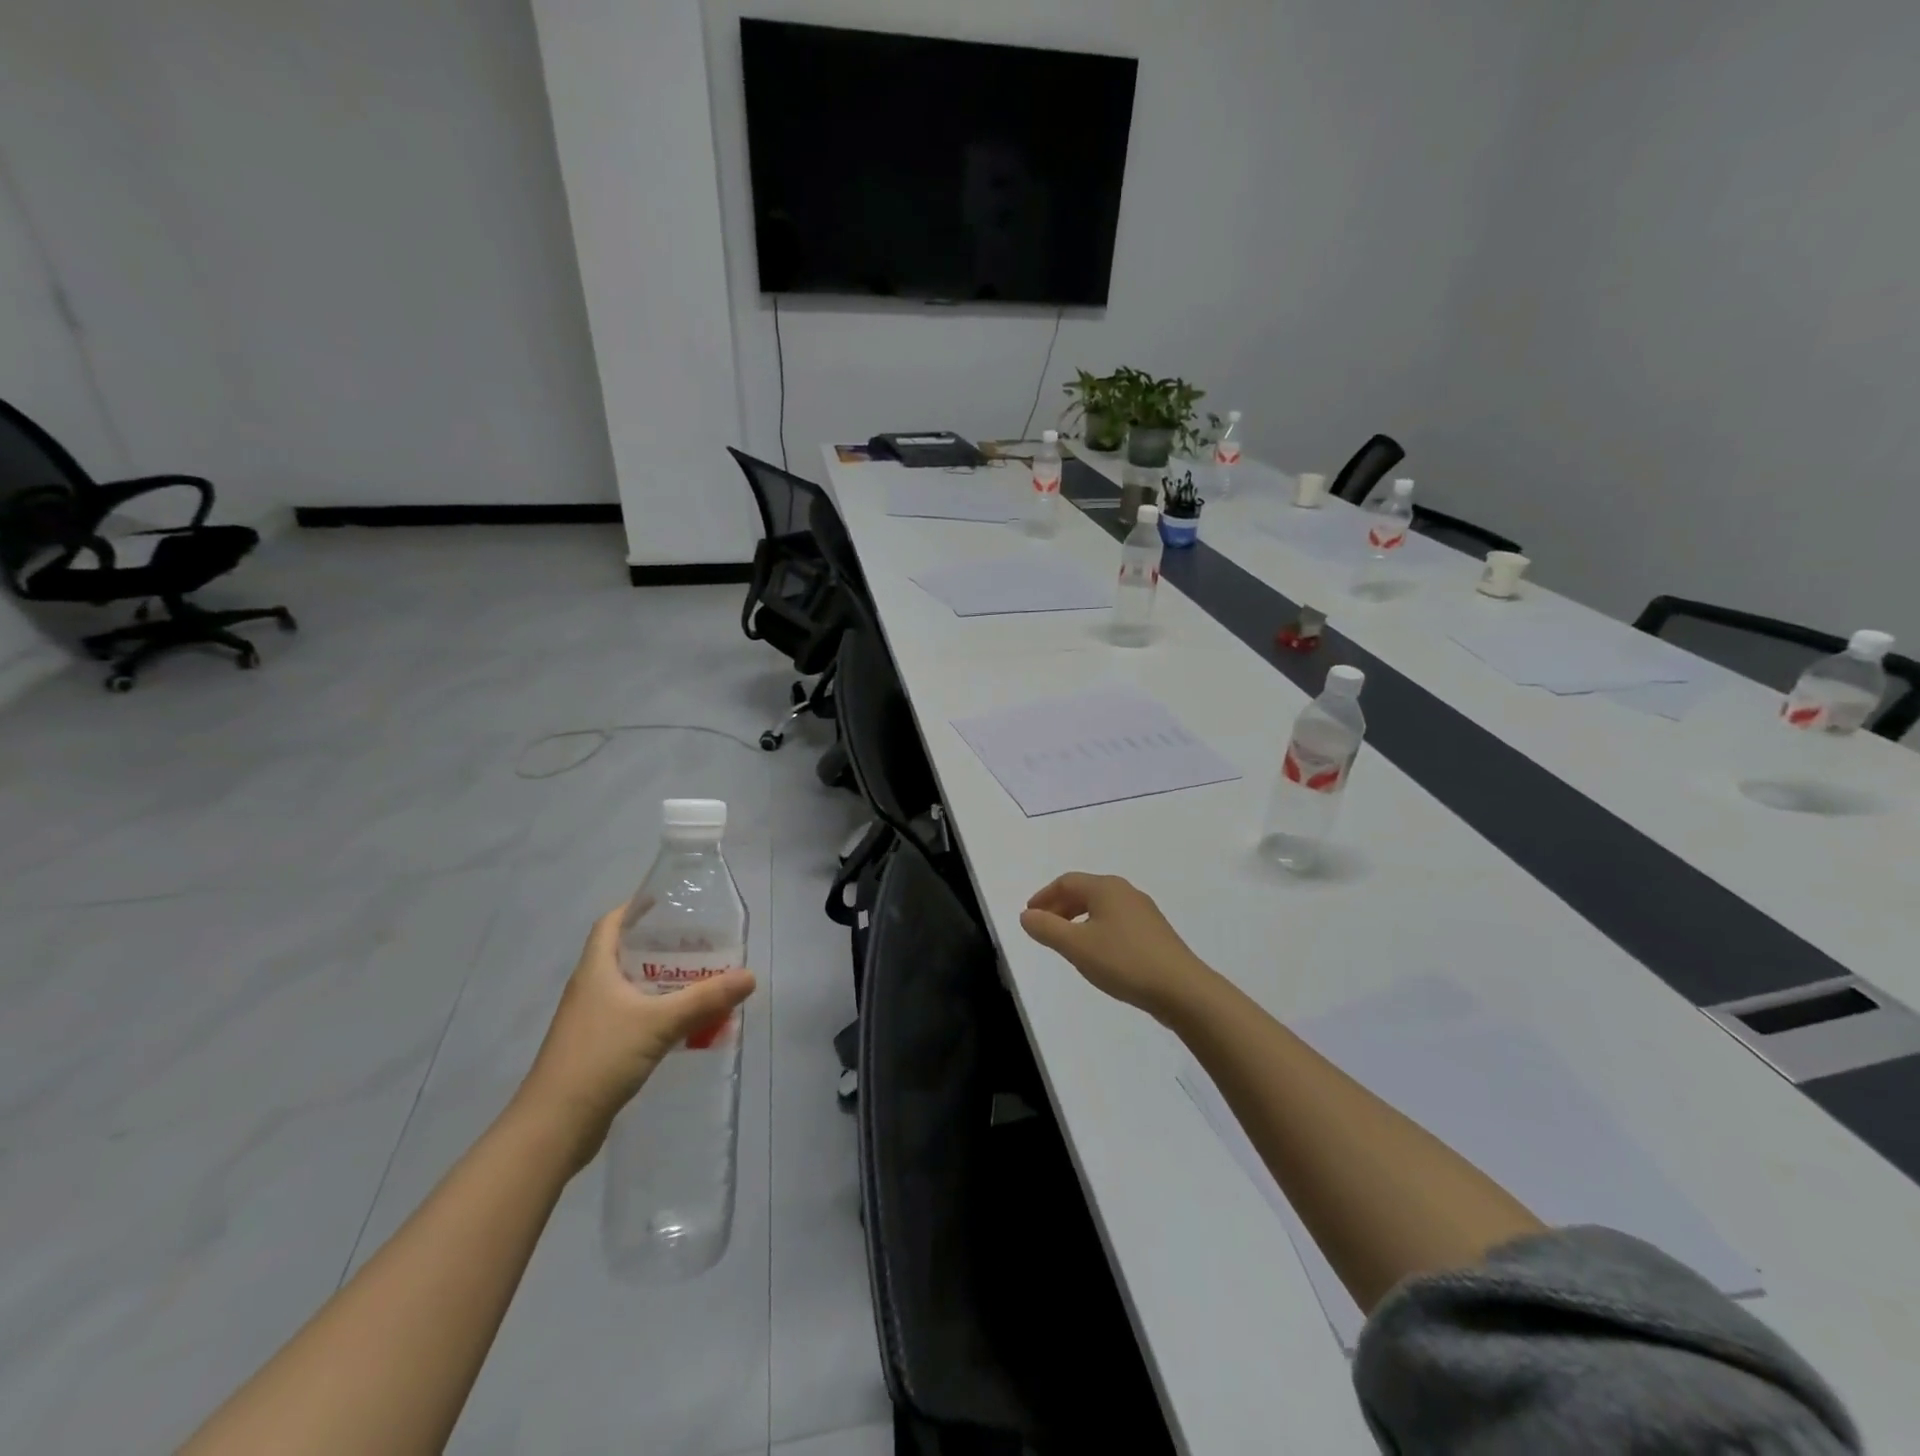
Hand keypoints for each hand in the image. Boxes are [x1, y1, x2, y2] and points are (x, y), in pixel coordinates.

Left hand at [515, 907, 755, 1169]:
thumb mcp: (659, 1023)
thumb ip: (705, 998)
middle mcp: (589, 989)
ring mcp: (590, 1021)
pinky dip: (657, 1012)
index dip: (636, 908)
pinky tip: (683, 1023)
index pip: (611, 923)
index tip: (670, 903)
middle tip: (700, 942)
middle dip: (661, 945)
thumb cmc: (600, 1059)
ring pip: (630, 988)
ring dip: (661, 981)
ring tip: (700, 978)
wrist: (553, 1127)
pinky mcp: (596, 1048)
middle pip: (624, 954)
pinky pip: (631, 1016)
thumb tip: (749, 976)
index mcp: (595, 971)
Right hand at [1019, 873, 1211, 1019]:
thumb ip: (1047, 929)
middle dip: (1060, 907)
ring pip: (1101, 907)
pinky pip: (1116, 921)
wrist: (1181, 989)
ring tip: (1066, 941)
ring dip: (1078, 918)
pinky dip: (1096, 928)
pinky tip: (1096, 952)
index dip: (1044, 896)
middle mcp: (1125, 892)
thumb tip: (1026, 915)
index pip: (1066, 882)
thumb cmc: (1124, 962)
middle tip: (1043, 928)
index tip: (1029, 915)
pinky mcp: (1154, 932)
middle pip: (1084, 891)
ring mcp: (1143, 912)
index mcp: (1106, 888)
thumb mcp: (1077, 947)